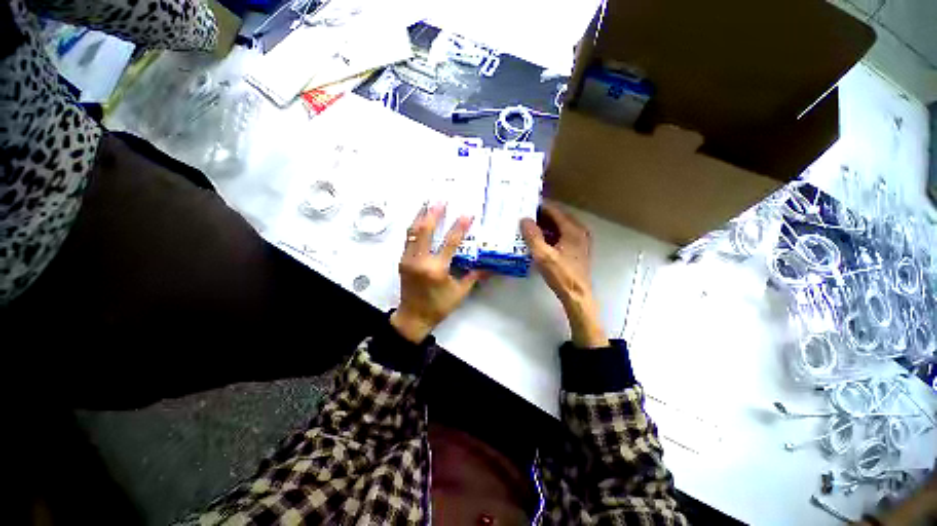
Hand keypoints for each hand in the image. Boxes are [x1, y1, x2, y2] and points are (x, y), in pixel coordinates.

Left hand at [391, 204, 484, 342]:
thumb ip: (474, 276)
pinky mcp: (402, 261)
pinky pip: (407, 239)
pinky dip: (414, 227)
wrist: (413, 318)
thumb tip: (490, 267)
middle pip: (425, 231)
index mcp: (436, 270)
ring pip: (412, 232)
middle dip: (433, 213)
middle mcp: (420, 261)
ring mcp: (408, 260)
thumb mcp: (459, 293)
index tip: (467, 214)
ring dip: (420, 216)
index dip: (459, 227)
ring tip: (427, 203)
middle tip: (441, 200)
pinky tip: (419, 220)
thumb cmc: (438, 306)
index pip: (450, 243)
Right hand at [521, 201, 608, 347]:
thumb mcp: (543, 255)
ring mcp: (579, 241)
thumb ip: (533, 236)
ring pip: (560, 227)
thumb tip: (524, 219)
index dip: (539, 207)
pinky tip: (538, 240)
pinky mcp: (577, 250)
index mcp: (572, 229)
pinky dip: (550, 235)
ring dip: (545, 226)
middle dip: (541, 216)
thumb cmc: (561, 275)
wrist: (577, 295)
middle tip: (524, 215)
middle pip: (558, 217)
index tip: (525, 205)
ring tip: (528, 227)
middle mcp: (579, 231)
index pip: (554, 211)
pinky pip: (562, 236)